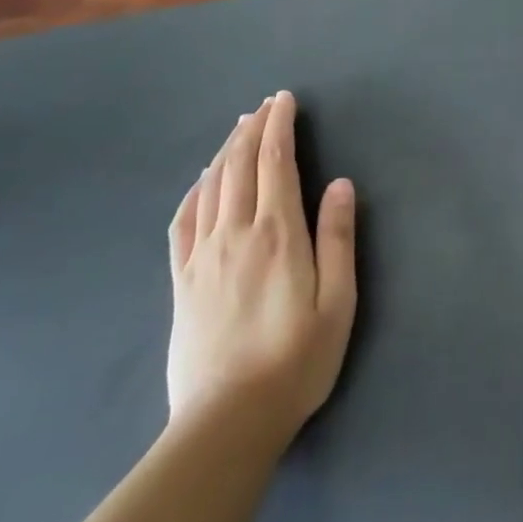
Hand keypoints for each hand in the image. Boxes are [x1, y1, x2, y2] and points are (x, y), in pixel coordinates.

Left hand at [166, 92, 357, 442]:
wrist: (227, 421)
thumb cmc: (296, 360)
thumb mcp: (338, 302)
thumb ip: (338, 238)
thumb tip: (340, 183)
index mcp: (278, 234)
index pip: (276, 162)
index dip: (280, 125)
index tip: (284, 100)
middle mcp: (236, 233)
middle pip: (241, 165)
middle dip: (254, 128)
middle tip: (265, 105)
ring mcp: (203, 256)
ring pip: (212, 185)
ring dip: (226, 150)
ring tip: (238, 128)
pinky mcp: (181, 280)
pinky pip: (184, 221)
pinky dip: (194, 190)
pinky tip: (201, 181)